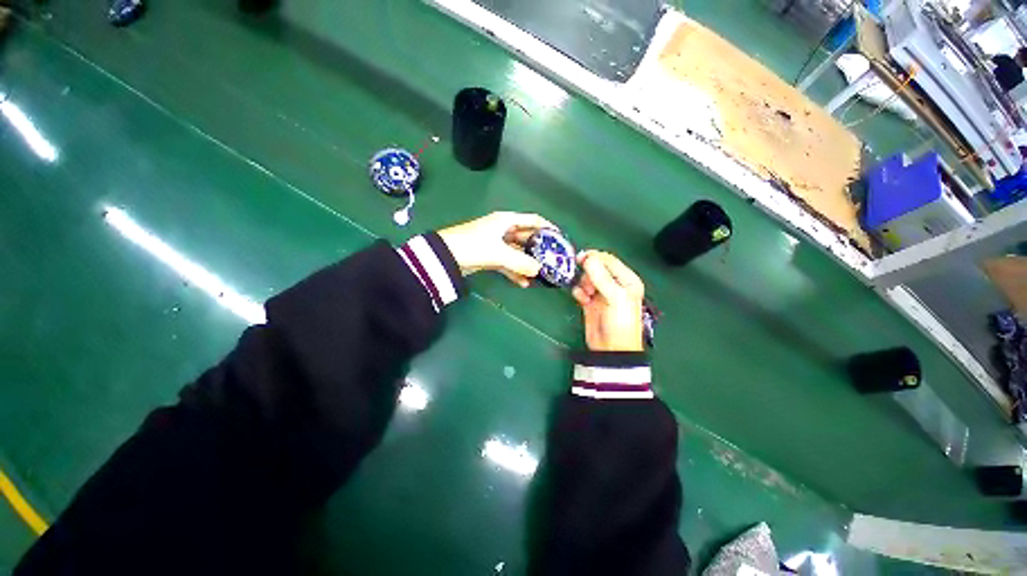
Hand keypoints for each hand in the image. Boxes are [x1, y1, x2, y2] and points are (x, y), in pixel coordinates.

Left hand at [438, 212, 556, 286]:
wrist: (445, 256)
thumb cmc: (474, 245)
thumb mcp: (500, 253)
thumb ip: (521, 262)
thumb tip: (539, 270)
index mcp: (507, 221)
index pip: (532, 220)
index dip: (547, 226)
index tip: (560, 237)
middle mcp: (503, 230)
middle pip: (526, 238)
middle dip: (538, 250)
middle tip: (551, 261)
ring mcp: (496, 244)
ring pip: (517, 253)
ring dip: (527, 264)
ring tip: (539, 276)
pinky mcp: (489, 256)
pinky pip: (507, 263)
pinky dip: (515, 272)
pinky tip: (523, 283)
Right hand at [572, 251, 644, 351]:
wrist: (612, 348)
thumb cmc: (620, 322)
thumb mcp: (615, 297)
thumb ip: (601, 276)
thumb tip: (588, 258)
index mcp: (626, 280)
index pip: (609, 261)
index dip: (595, 257)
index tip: (581, 258)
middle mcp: (614, 284)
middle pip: (596, 268)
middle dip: (588, 273)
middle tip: (587, 282)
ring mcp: (601, 293)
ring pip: (587, 278)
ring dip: (584, 284)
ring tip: (587, 295)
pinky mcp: (590, 302)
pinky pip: (581, 290)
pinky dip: (579, 293)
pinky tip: (582, 300)